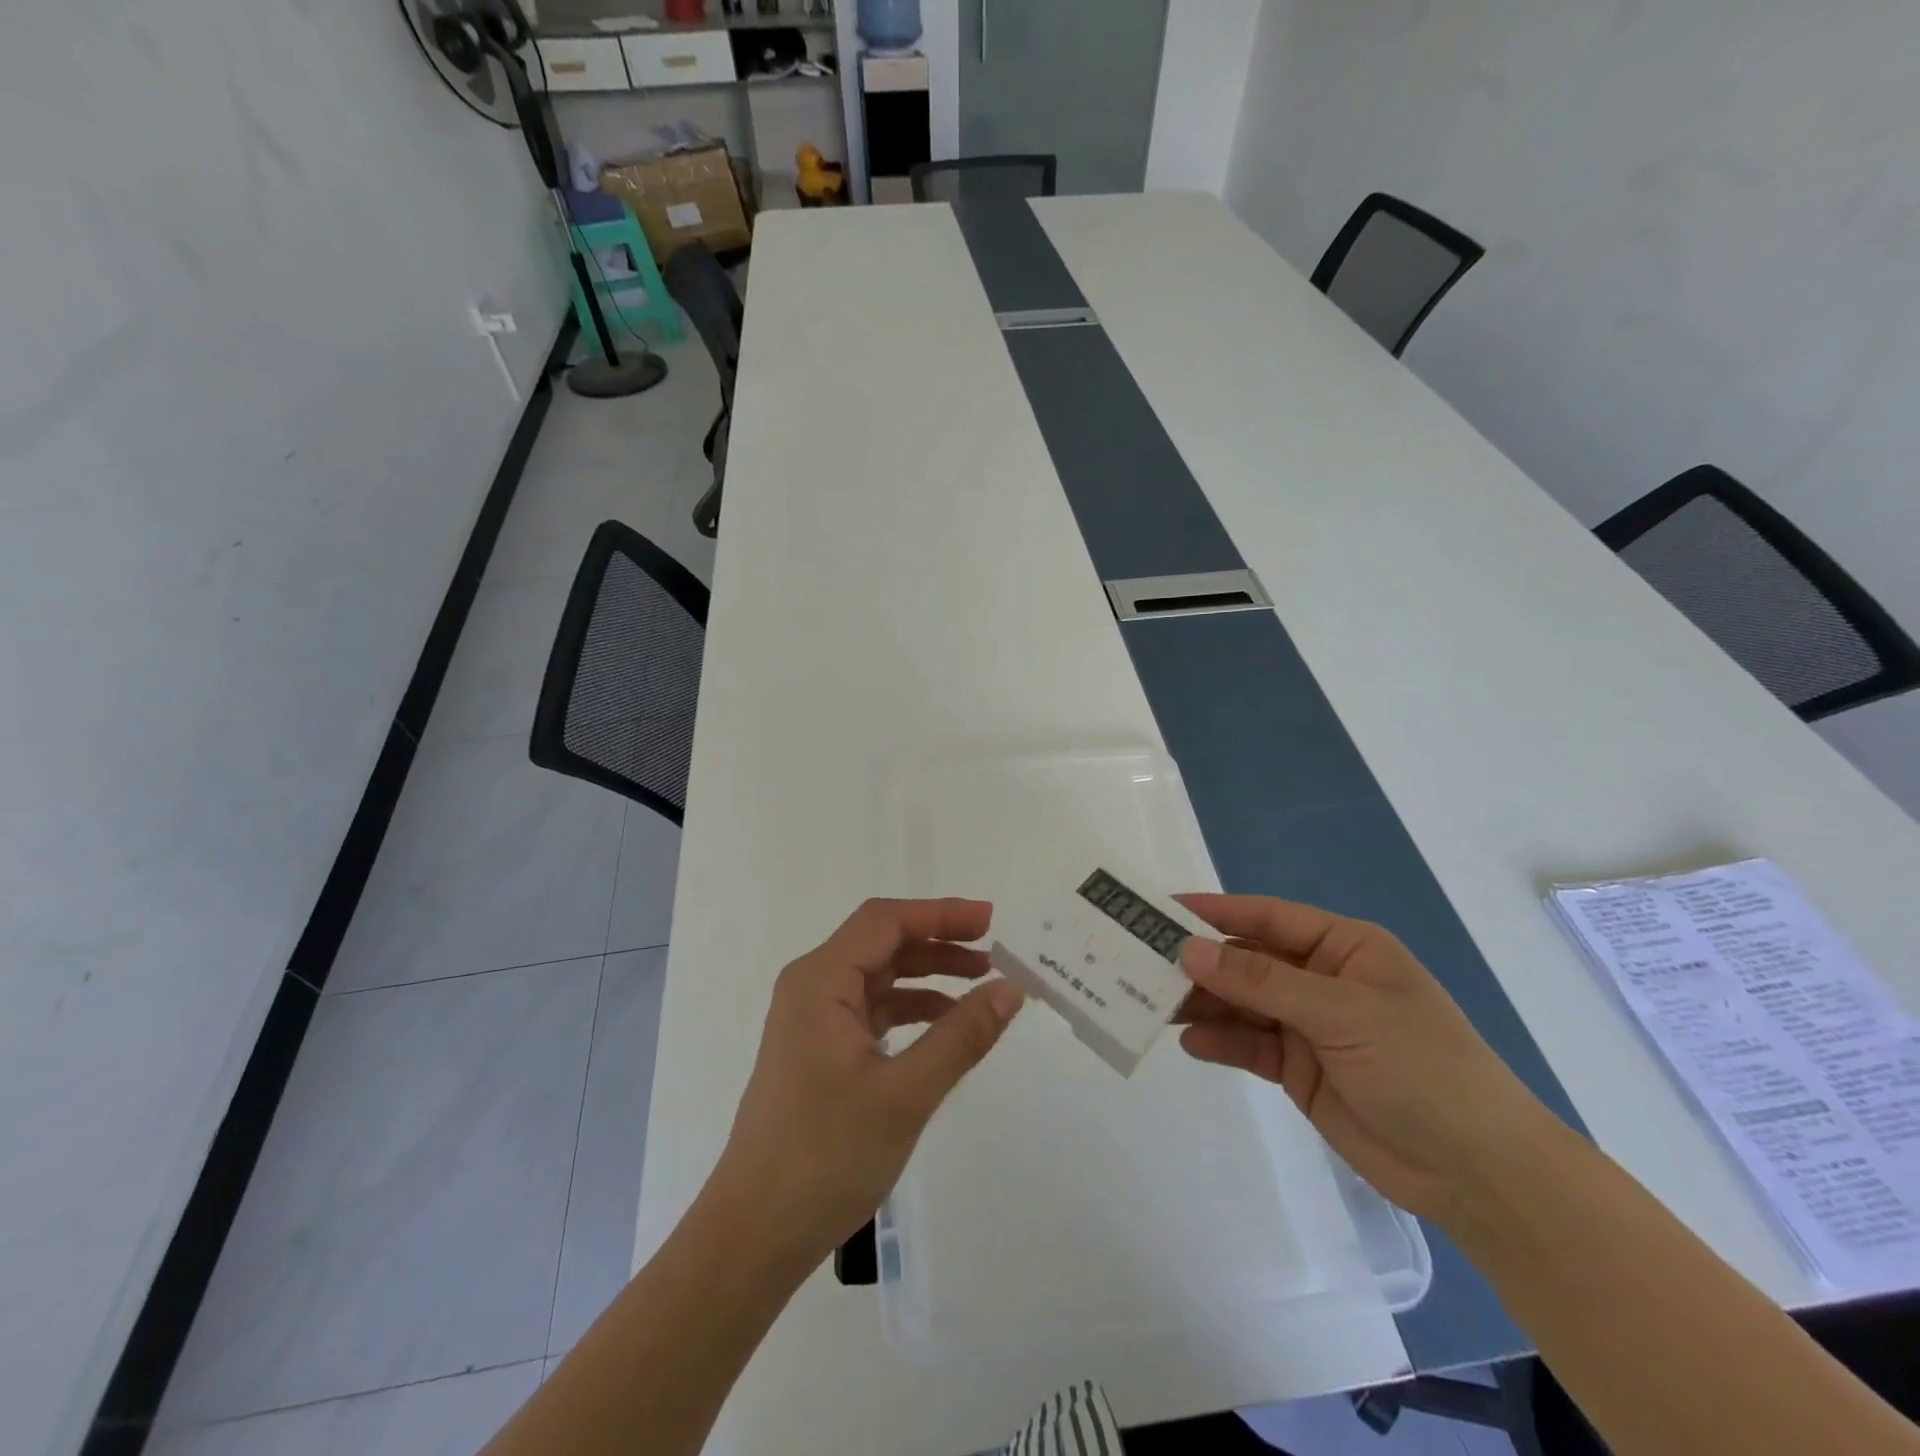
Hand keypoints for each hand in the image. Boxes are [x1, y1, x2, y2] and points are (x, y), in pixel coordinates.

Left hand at [708, 898, 1023, 1268]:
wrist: (754, 1235)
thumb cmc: (825, 1156)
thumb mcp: (905, 1094)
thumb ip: (962, 1036)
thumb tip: (1012, 988)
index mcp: (820, 981)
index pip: (886, 921)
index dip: (940, 913)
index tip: (991, 920)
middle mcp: (811, 988)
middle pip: (882, 943)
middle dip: (939, 942)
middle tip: (995, 952)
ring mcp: (812, 1020)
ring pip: (879, 976)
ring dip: (928, 975)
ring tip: (981, 985)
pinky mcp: (819, 1050)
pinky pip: (872, 1010)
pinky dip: (911, 1009)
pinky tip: (946, 1025)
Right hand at [1175, 894, 1557, 1225]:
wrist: (1479, 1174)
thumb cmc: (1422, 1066)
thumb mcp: (1341, 1012)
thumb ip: (1261, 980)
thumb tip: (1190, 949)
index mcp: (1343, 948)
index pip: (1266, 917)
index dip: (1214, 911)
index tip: (1160, 910)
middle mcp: (1321, 979)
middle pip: (1247, 960)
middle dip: (1201, 962)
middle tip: (1142, 962)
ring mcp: (1309, 1026)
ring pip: (1242, 1003)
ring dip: (1203, 1003)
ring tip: (1155, 1004)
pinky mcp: (1300, 1069)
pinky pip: (1249, 1046)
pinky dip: (1220, 1042)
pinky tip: (1190, 1043)